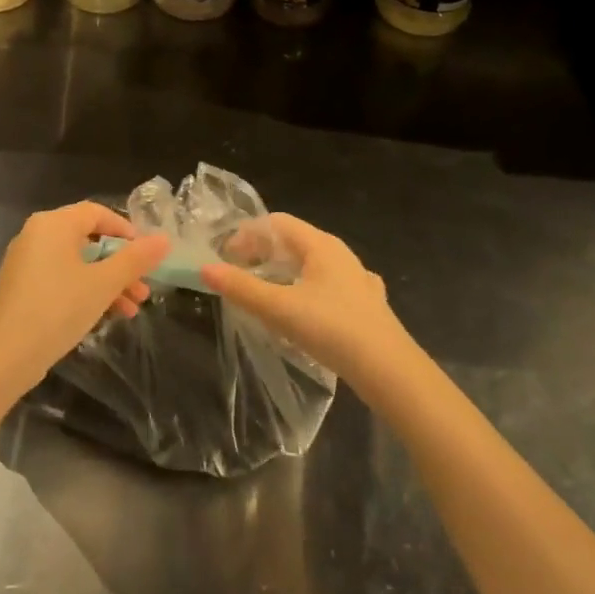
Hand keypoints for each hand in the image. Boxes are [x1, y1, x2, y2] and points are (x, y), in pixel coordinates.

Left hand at [0, 202, 169, 396]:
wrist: (4, 356)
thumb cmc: (58, 309)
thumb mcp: (103, 284)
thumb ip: (135, 260)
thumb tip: (164, 239)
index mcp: (54, 224)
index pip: (97, 213)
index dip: (126, 230)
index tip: (146, 255)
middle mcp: (36, 235)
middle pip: (88, 240)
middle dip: (120, 265)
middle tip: (143, 290)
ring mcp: (25, 262)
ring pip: (76, 263)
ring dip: (107, 283)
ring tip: (131, 311)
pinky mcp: (21, 288)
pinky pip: (60, 279)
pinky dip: (84, 291)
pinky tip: (104, 317)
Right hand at [200, 213, 413, 390]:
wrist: (389, 370)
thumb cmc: (331, 329)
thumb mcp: (278, 308)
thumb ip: (241, 288)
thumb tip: (205, 267)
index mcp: (320, 245)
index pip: (276, 223)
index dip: (247, 234)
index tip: (226, 258)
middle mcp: (341, 254)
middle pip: (294, 242)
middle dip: (263, 253)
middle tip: (239, 275)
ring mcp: (358, 279)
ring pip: (313, 265)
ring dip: (286, 273)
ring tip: (267, 294)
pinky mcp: (367, 305)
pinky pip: (330, 287)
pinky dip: (309, 291)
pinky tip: (306, 313)